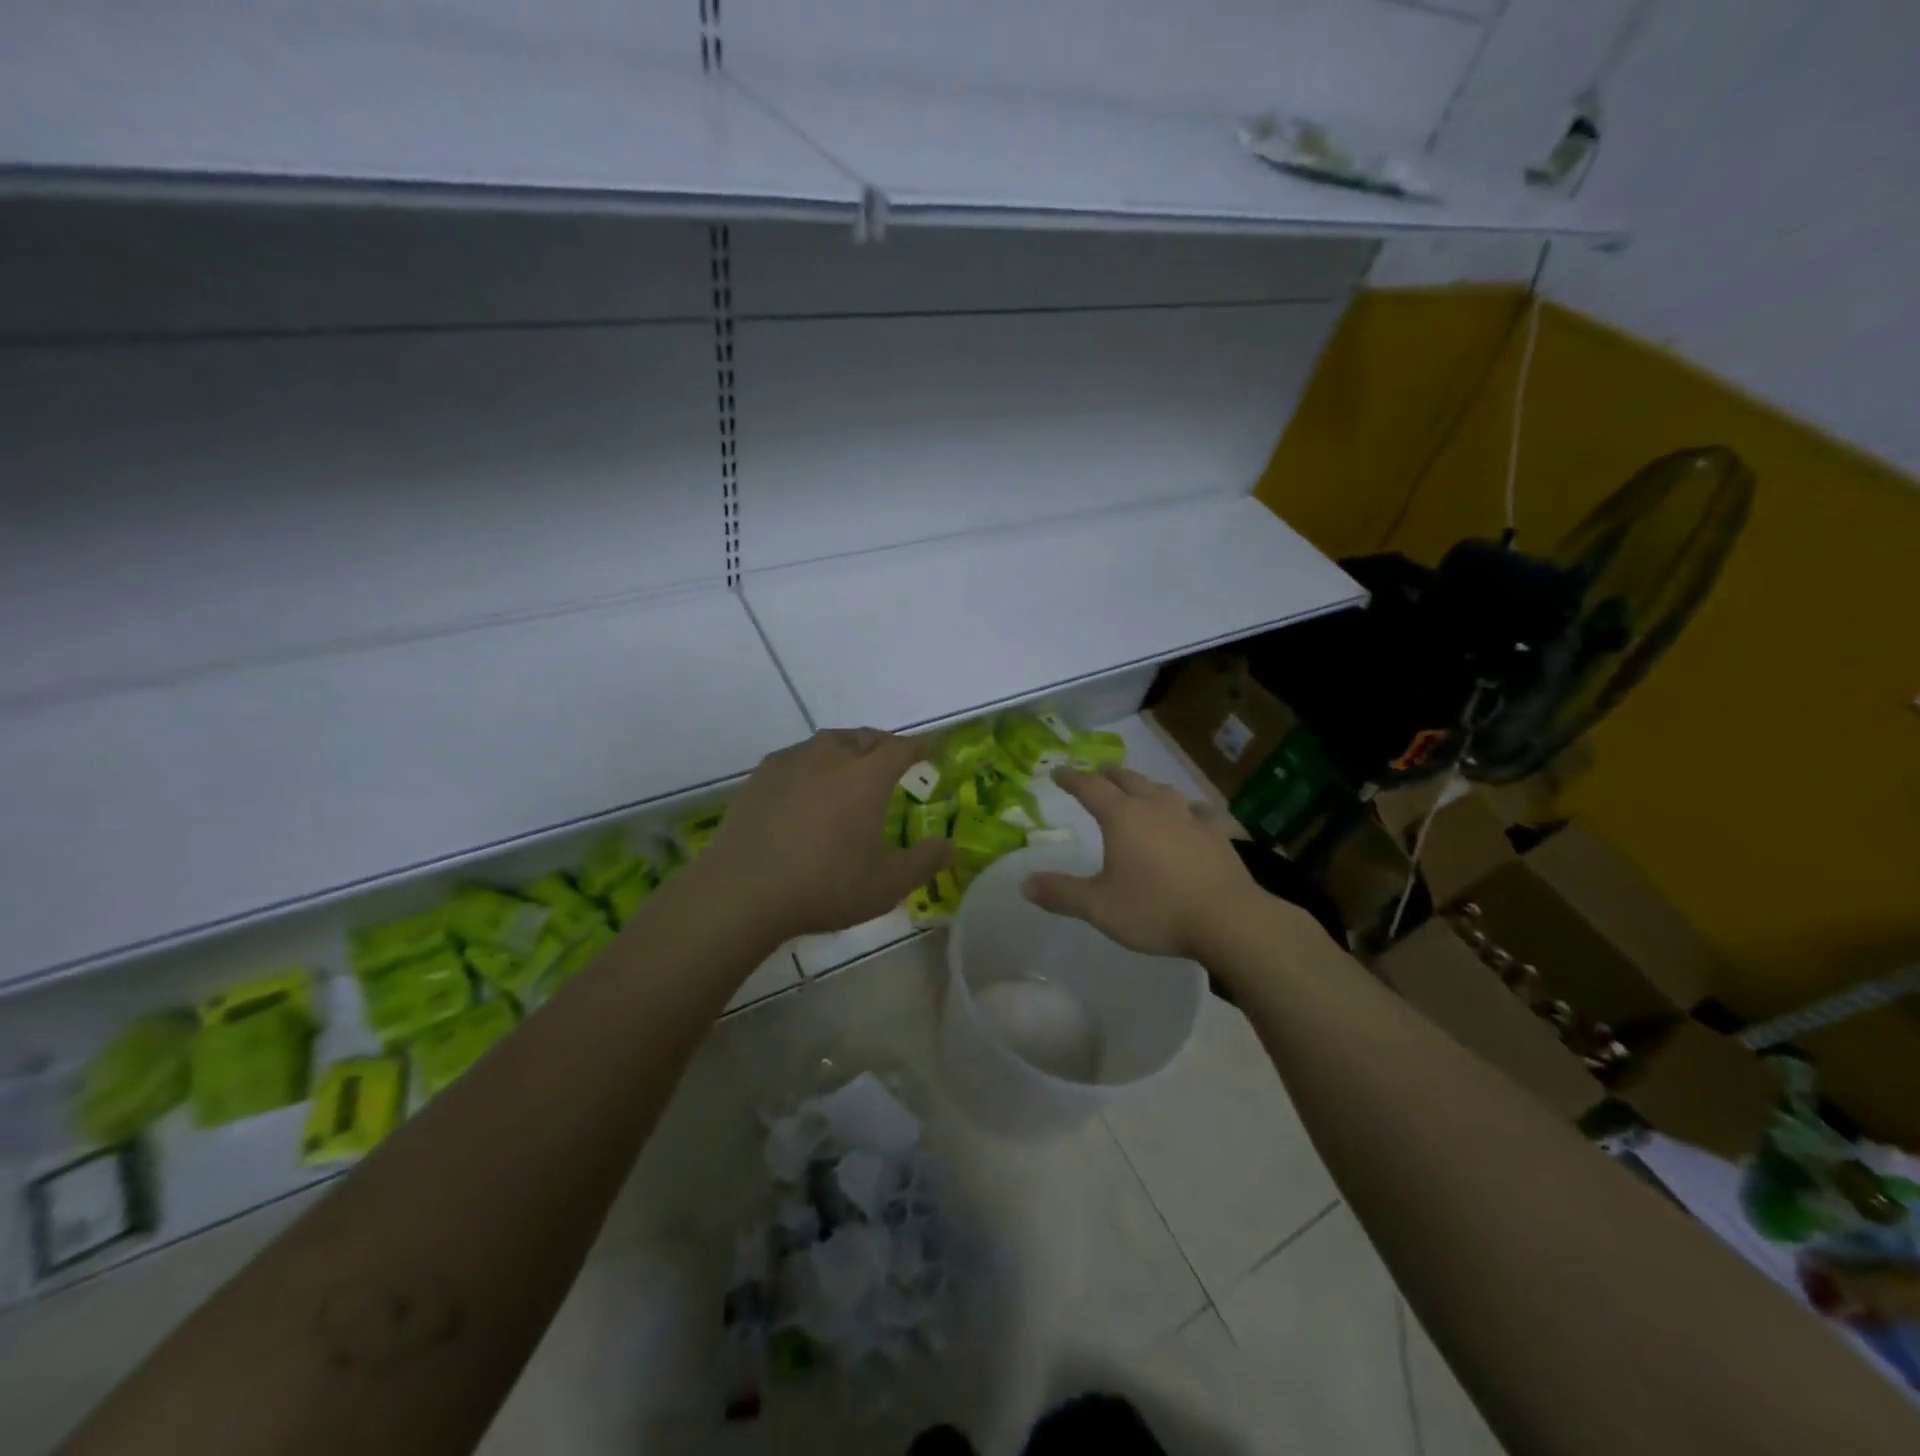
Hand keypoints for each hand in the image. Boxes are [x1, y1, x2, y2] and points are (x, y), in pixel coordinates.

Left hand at [702, 729, 953, 937]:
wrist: (744, 891)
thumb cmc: (825, 885)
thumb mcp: (887, 884)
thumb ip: (924, 861)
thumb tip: (951, 846)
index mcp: (866, 776)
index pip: (901, 748)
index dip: (920, 746)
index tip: (932, 750)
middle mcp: (831, 757)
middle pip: (865, 737)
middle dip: (884, 744)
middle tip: (893, 759)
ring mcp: (792, 762)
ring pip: (828, 741)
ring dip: (848, 748)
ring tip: (852, 765)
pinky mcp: (761, 776)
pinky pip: (797, 756)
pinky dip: (813, 762)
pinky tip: (808, 784)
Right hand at [1022, 767, 1262, 959]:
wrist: (1228, 919)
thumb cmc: (1156, 909)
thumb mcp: (1099, 907)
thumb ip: (1061, 893)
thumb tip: (1024, 884)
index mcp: (1122, 817)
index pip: (1089, 788)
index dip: (1071, 778)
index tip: (1058, 772)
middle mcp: (1154, 807)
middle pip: (1127, 780)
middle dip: (1107, 775)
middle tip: (1096, 774)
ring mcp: (1190, 817)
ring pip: (1162, 789)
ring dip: (1144, 785)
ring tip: (1138, 789)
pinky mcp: (1217, 833)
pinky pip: (1198, 810)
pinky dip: (1186, 807)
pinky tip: (1191, 813)